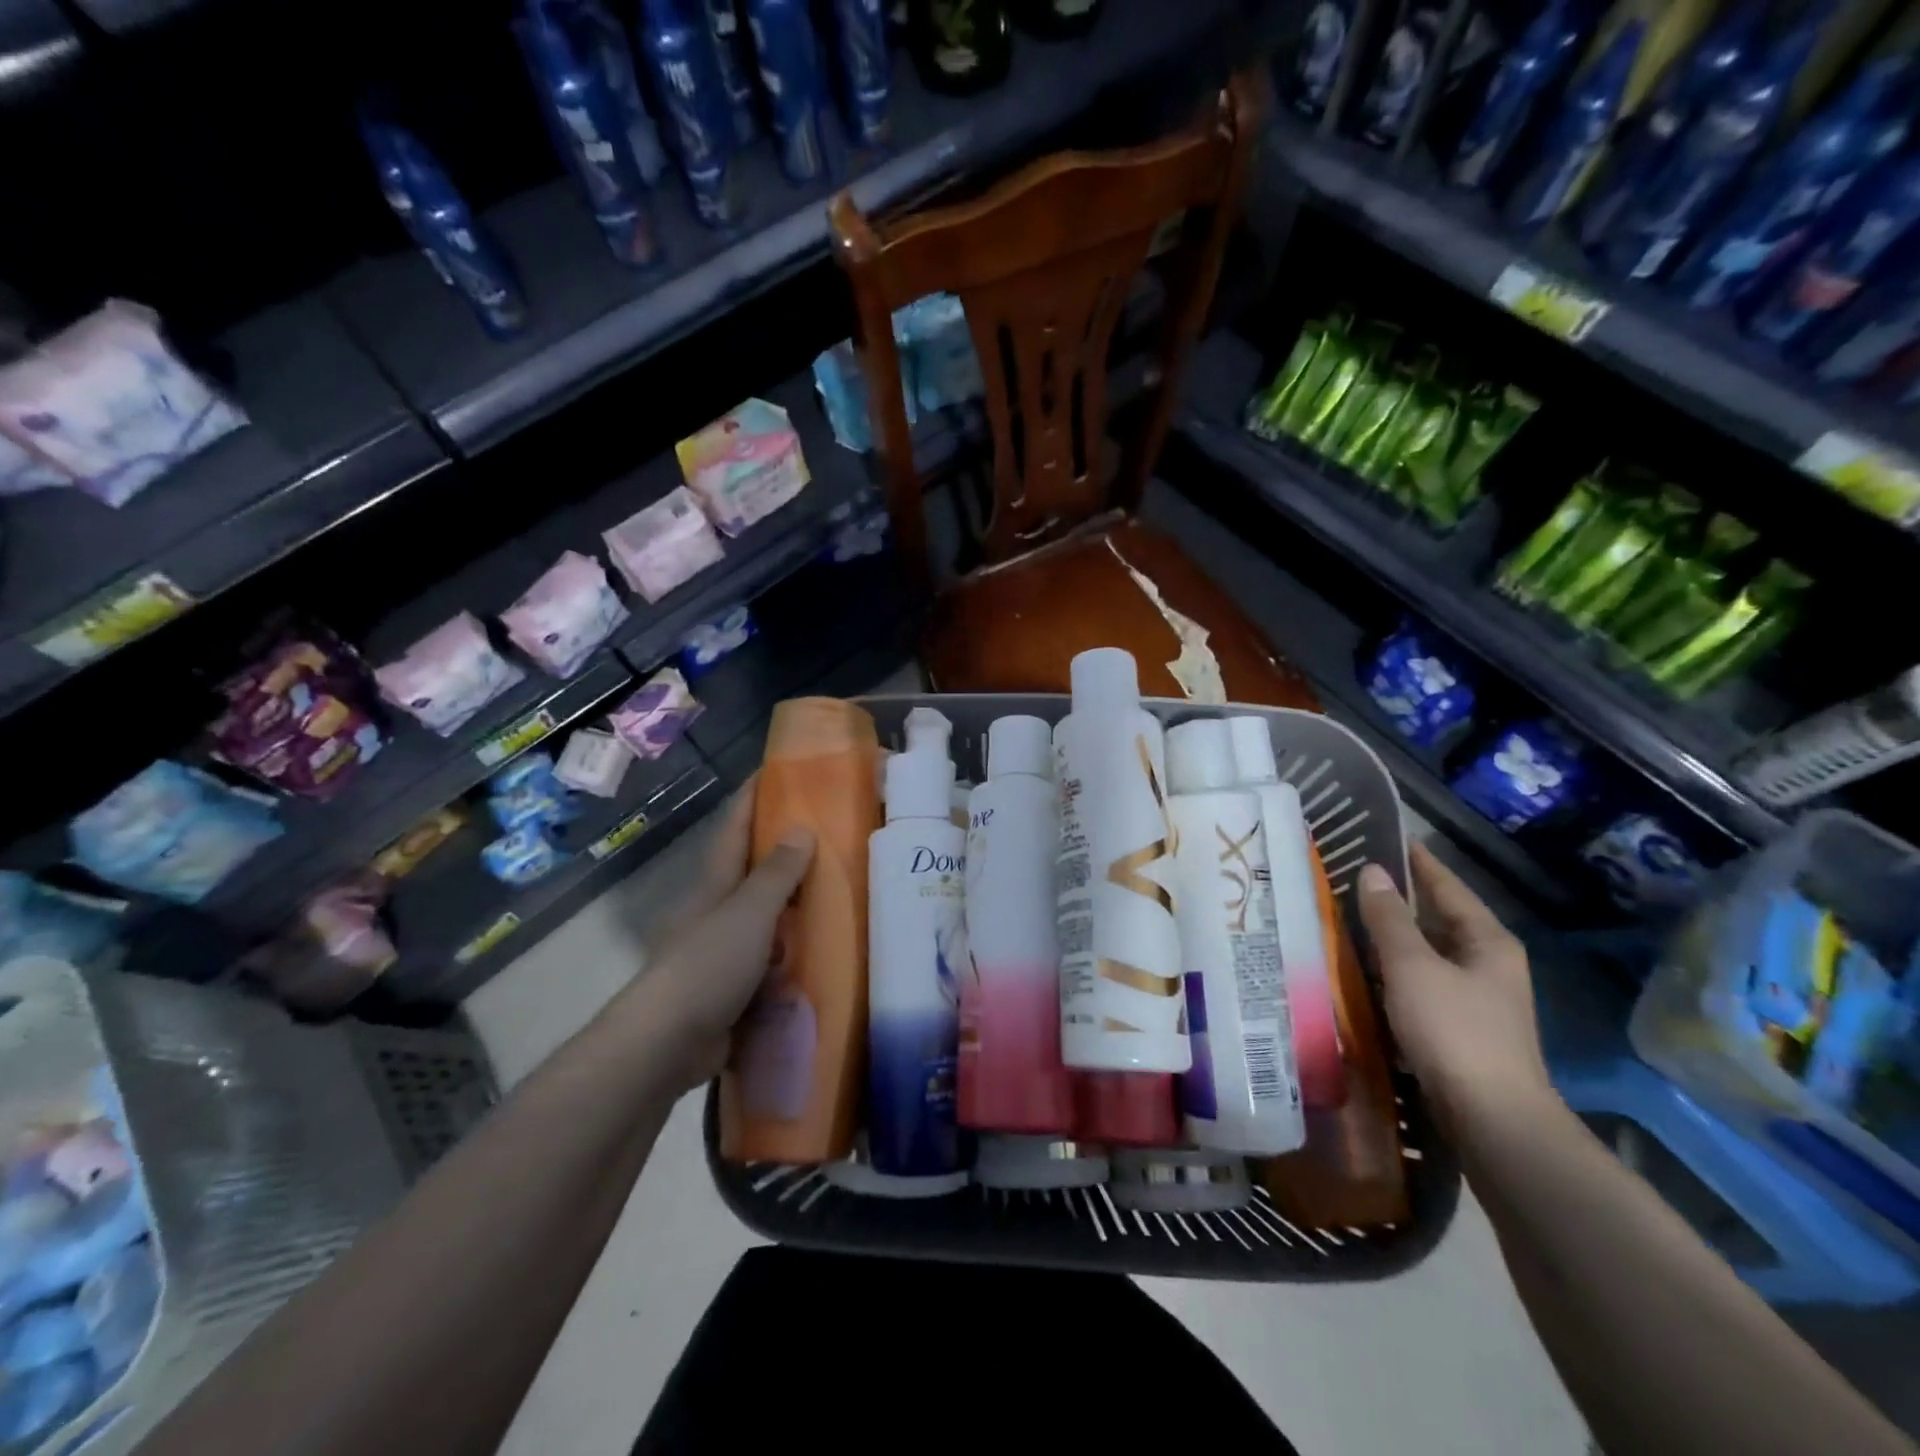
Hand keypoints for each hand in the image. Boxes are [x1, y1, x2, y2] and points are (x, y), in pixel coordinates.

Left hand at [618, 780, 813, 1094]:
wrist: (668, 1043)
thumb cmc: (708, 964)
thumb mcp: (749, 913)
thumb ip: (776, 873)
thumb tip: (801, 827)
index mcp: (715, 883)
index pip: (734, 827)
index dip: (753, 797)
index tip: (776, 771)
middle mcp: (715, 909)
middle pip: (750, 870)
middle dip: (782, 852)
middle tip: (829, 836)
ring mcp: (720, 949)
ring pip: (763, 917)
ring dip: (792, 907)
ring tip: (836, 894)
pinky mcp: (730, 986)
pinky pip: (769, 960)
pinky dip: (791, 954)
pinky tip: (820, 954)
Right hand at [1356, 843, 1553, 1137]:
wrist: (1493, 1119)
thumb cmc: (1454, 1031)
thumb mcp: (1413, 967)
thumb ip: (1390, 919)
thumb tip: (1373, 872)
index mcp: (1488, 941)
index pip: (1449, 887)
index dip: (1420, 862)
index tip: (1390, 837)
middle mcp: (1490, 964)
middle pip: (1441, 918)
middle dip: (1403, 898)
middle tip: (1358, 876)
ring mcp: (1479, 999)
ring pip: (1431, 952)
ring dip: (1397, 936)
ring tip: (1353, 916)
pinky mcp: (1463, 1028)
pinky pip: (1424, 981)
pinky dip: (1397, 968)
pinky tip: (1368, 968)